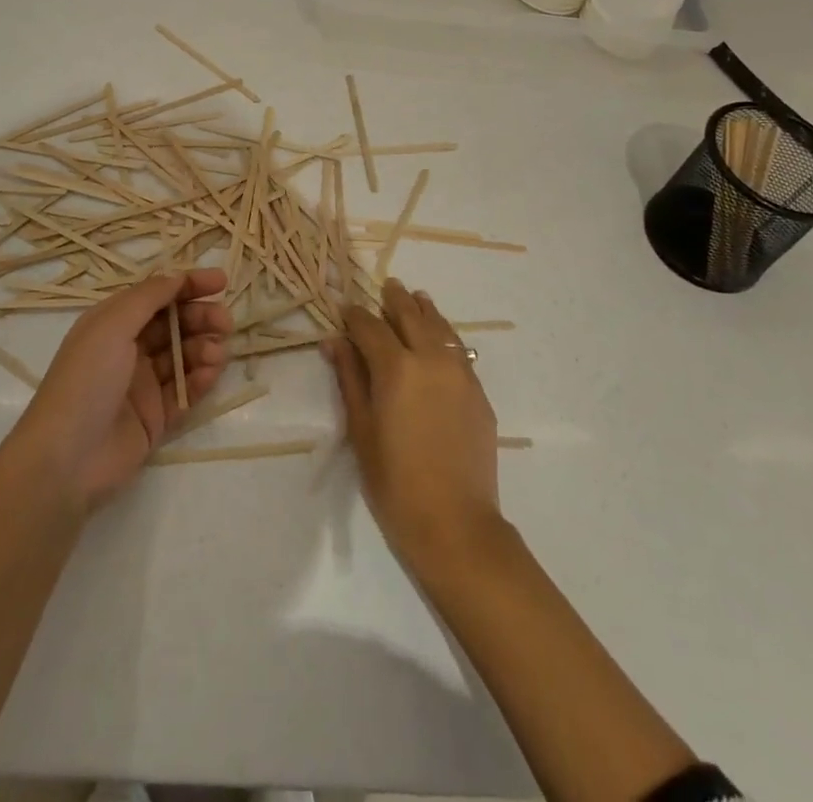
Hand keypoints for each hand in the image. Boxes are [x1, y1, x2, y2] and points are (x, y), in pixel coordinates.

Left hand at [13, 269, 232, 512]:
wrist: (66, 460)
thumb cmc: (86, 381)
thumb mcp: (111, 326)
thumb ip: (148, 298)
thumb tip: (177, 277)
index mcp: (113, 323)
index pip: (158, 296)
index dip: (189, 286)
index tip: (221, 282)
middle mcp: (129, 349)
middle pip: (175, 324)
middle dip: (202, 318)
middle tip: (225, 322)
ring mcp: (143, 385)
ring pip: (184, 356)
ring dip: (204, 348)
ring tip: (216, 354)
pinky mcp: (155, 417)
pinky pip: (185, 391)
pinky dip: (200, 379)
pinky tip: (210, 374)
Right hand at [325, 279, 501, 563]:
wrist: (455, 524)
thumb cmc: (395, 483)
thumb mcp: (361, 430)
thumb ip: (349, 379)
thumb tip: (334, 341)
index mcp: (396, 368)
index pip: (370, 326)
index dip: (355, 315)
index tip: (345, 309)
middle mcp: (431, 359)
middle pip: (411, 314)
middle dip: (394, 299)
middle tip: (386, 287)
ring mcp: (460, 373)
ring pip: (441, 326)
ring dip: (424, 309)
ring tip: (416, 298)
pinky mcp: (478, 392)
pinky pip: (459, 350)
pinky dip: (445, 335)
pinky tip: (440, 338)